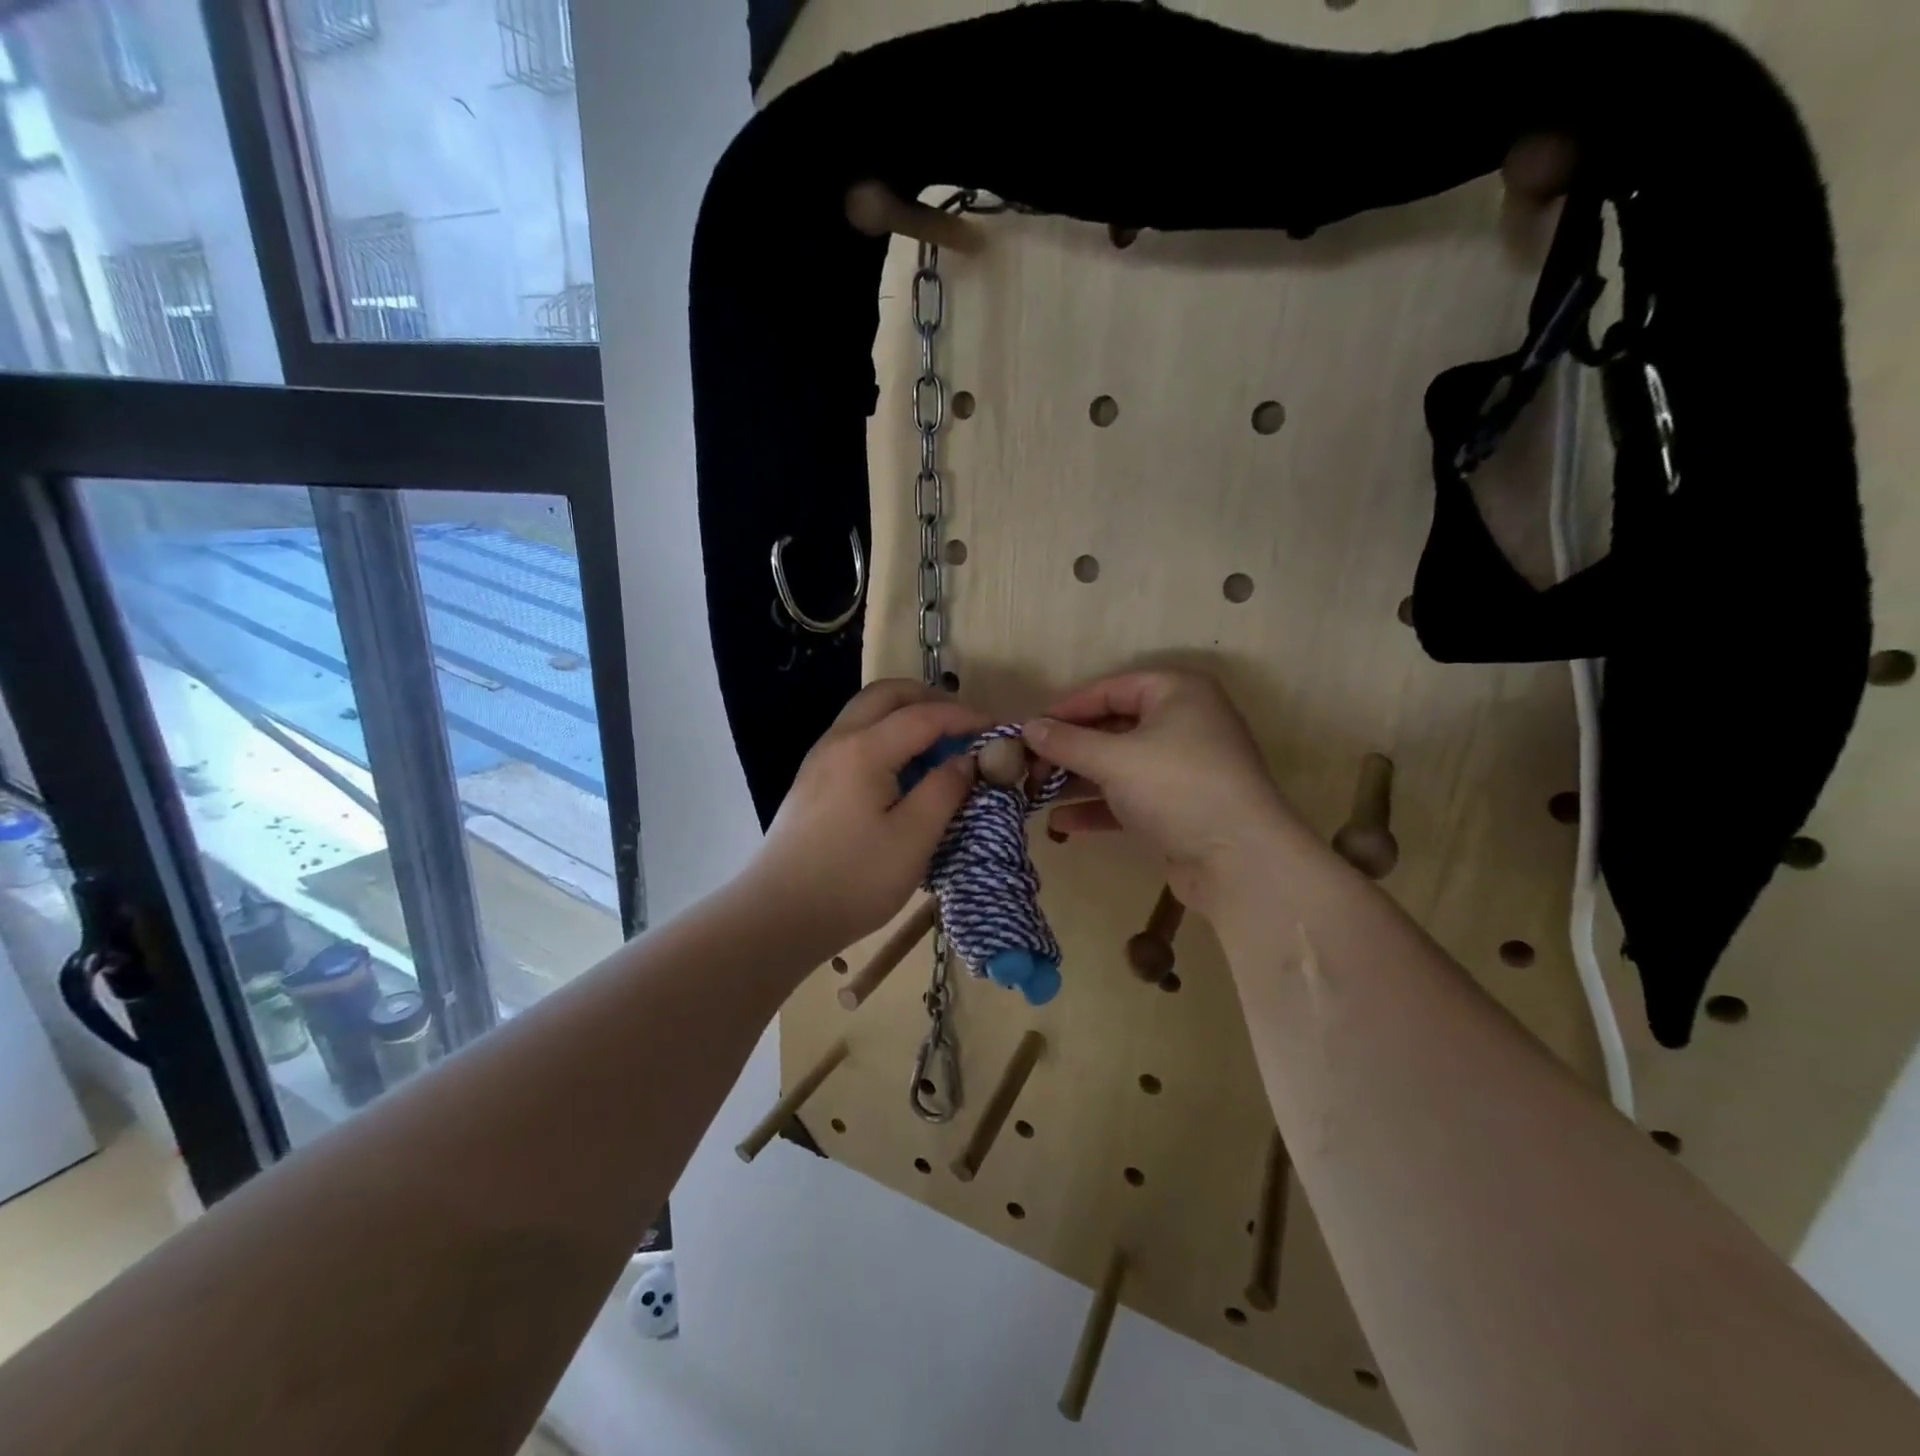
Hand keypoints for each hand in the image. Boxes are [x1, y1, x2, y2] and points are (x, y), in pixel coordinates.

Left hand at [746, 679, 986, 958]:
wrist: (778, 915)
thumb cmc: (853, 880)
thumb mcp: (913, 839)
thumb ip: (944, 791)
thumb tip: (965, 760)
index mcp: (865, 750)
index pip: (923, 715)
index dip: (963, 717)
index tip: (995, 729)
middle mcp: (838, 741)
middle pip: (886, 694)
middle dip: (929, 698)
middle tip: (962, 725)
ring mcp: (819, 759)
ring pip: (866, 712)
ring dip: (905, 714)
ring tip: (937, 745)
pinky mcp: (812, 780)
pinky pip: (854, 736)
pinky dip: (885, 734)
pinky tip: (902, 770)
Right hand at [1021, 670, 1307, 912]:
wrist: (1241, 861)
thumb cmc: (1177, 788)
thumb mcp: (1114, 759)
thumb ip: (1067, 742)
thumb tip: (1027, 727)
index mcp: (1177, 693)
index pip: (1110, 689)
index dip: (1067, 707)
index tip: (1028, 727)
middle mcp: (1184, 723)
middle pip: (1113, 728)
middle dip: (1069, 748)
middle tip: (1027, 764)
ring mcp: (1183, 768)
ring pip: (1119, 765)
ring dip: (1078, 779)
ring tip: (1033, 793)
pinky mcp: (1180, 807)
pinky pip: (1130, 798)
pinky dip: (1099, 807)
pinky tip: (1061, 822)